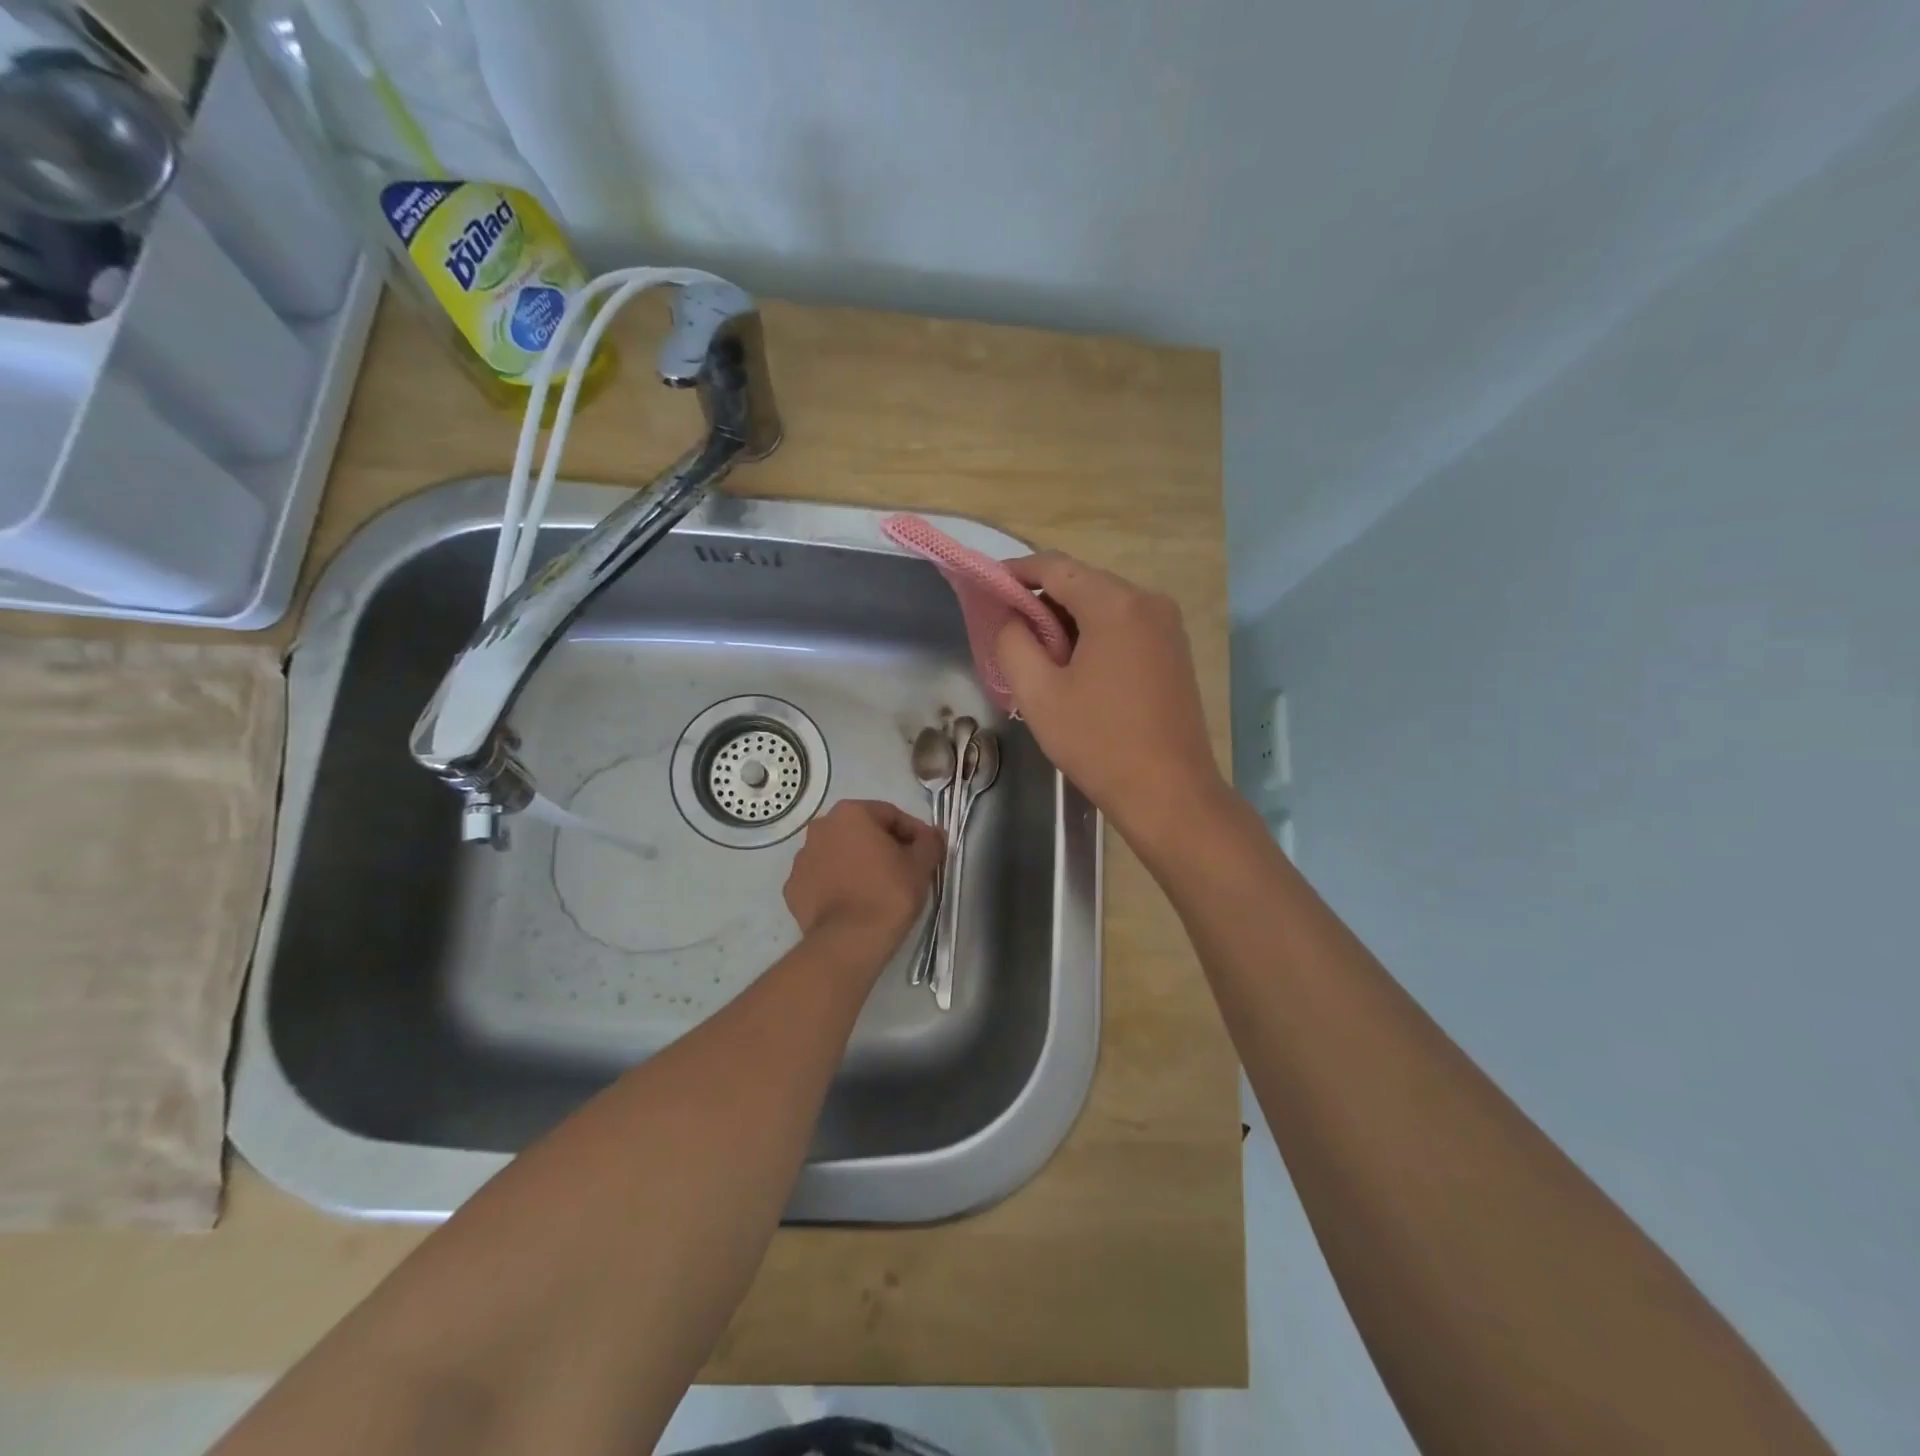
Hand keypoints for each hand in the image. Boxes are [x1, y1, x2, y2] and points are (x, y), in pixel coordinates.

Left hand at [783, 800, 943, 969]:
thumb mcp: (921, 865)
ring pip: (839, 854)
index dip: (913, 833)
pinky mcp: (792, 888)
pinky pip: (822, 879)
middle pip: (861, 832)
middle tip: (904, 869)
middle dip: (883, 846)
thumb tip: (932, 835)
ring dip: (858, 864)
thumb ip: (929, 842)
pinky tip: (853, 903)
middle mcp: (820, 828)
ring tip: (877, 889)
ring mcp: (801, 859)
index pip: (891, 815)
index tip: (927, 852)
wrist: (849, 942)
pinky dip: (837, 885)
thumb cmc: (889, 894)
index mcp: (851, 813)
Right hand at [994, 552, 1227, 839]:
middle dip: (1042, 602)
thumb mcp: (1038, 694)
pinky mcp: (1174, 651)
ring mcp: (1168, 626)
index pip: (1055, 567)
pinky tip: (1076, 670)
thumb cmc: (1098, 742)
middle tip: (1010, 634)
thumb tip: (1009, 616)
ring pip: (1104, 606)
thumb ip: (1013, 643)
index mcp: (1116, 604)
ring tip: (1039, 658)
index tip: (986, 589)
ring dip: (1067, 622)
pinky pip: (1125, 626)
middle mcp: (1149, 602)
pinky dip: (1094, 635)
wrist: (1169, 792)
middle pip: (1082, 583)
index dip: (1016, 572)